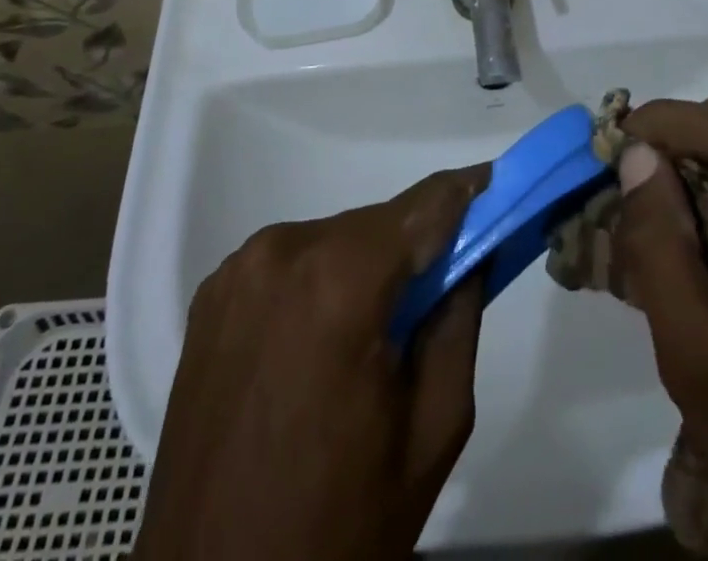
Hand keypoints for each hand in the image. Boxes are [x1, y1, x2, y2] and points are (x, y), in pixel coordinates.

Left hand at [134, 167, 487, 560]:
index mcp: (339, 282)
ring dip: (364, 268)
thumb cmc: (338, 521)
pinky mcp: (210, 294)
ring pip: (332, 241)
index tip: (497, 186)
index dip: (465, 192)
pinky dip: (317, 285)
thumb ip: (459, 319)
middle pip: (374, 225)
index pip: (422, 206)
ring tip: (374, 336)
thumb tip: (473, 252)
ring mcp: (237, 270)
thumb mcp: (432, 428)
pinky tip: (318, 345)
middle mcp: (281, 252)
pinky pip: (288, 265)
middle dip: (414, 247)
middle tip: (441, 287)